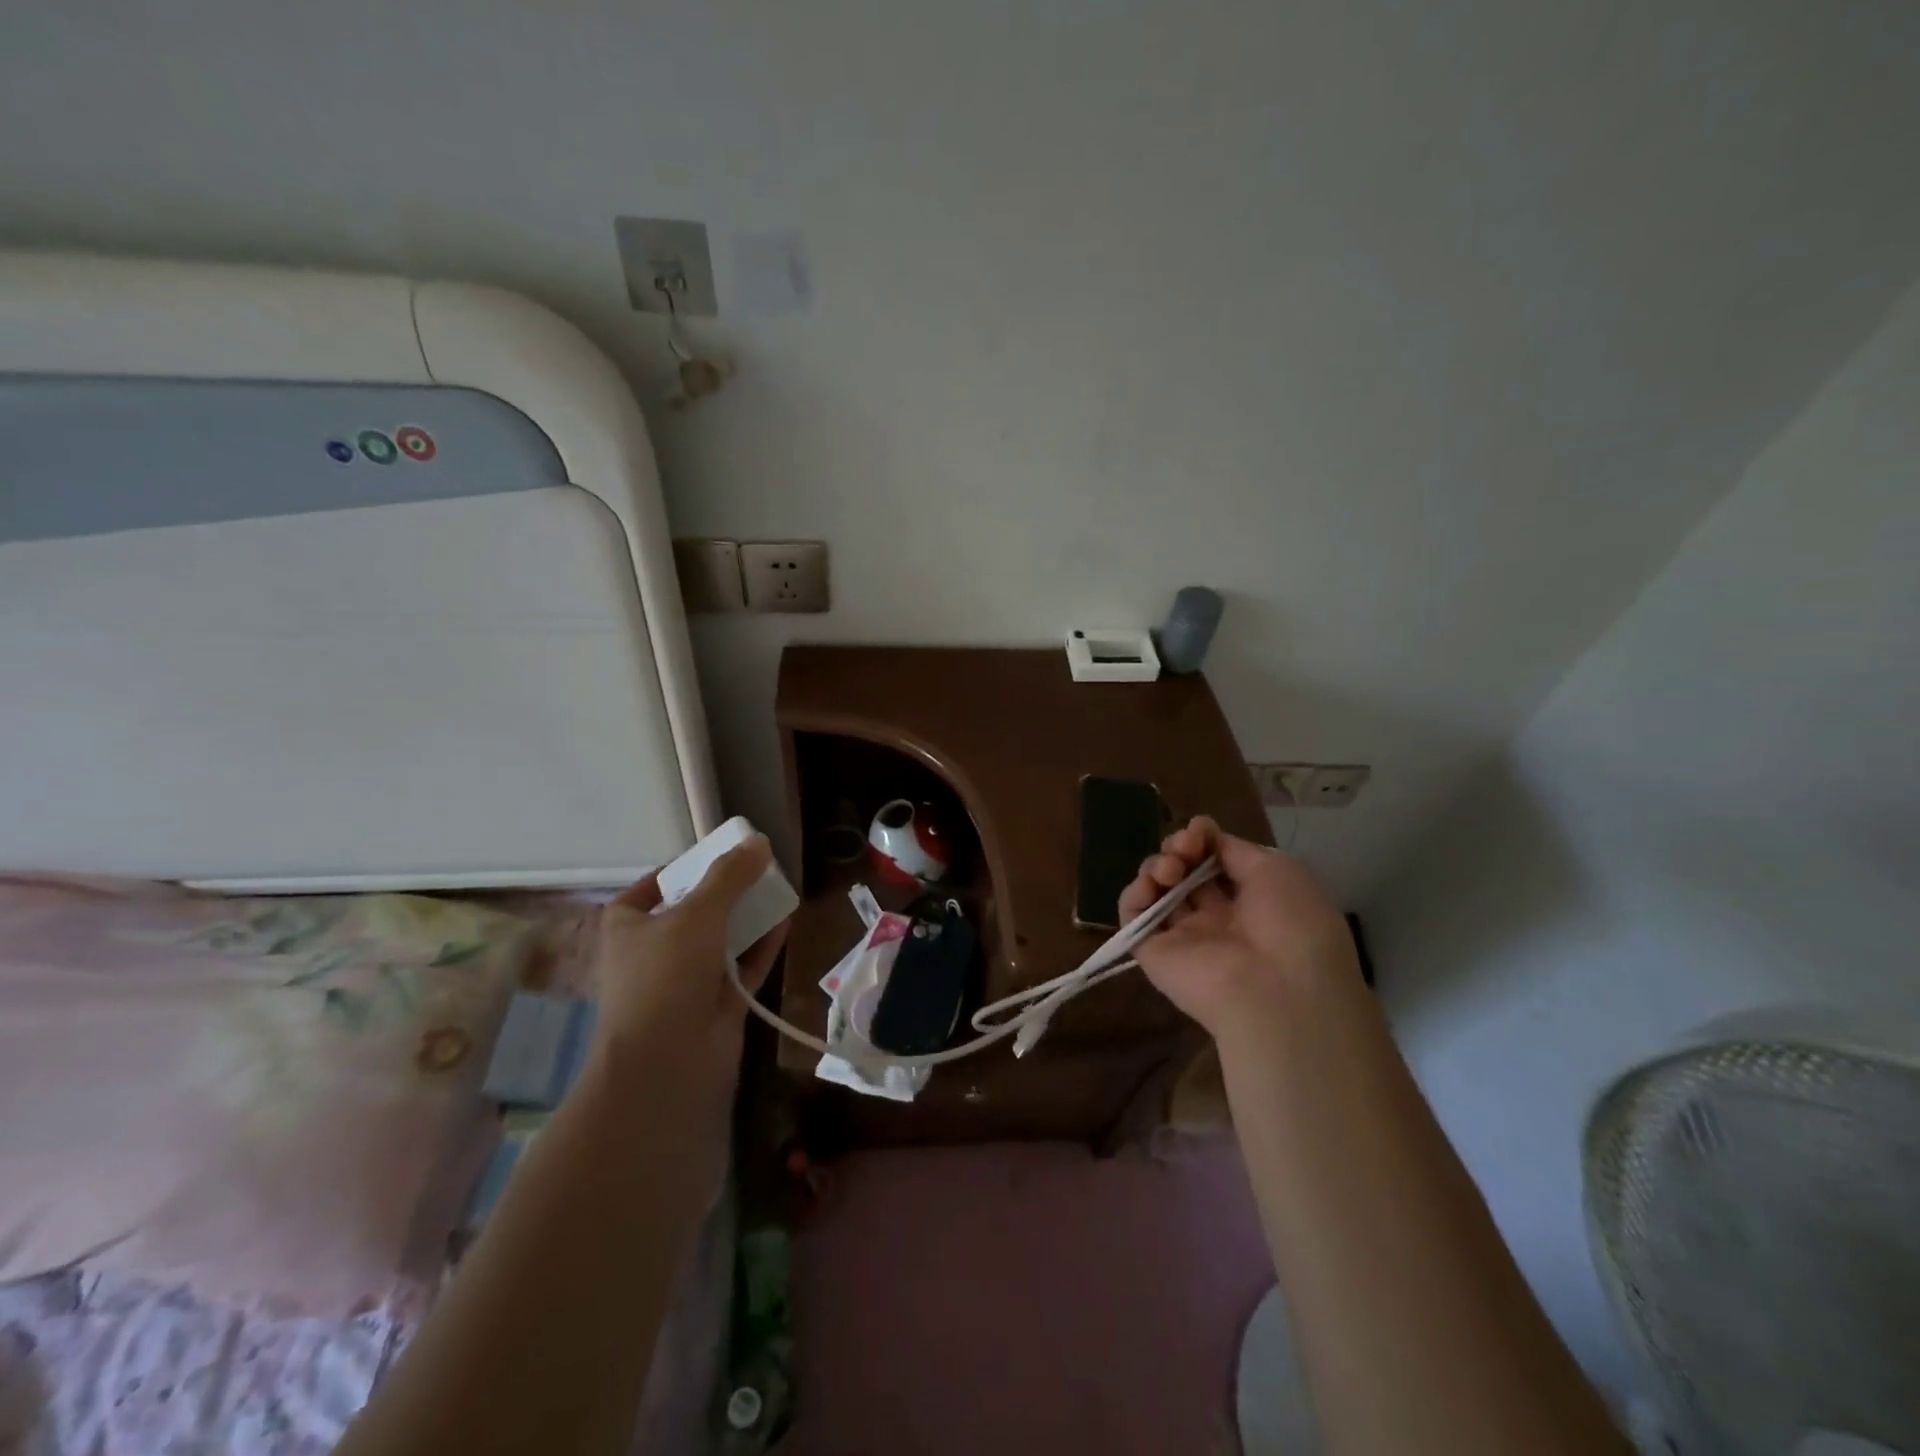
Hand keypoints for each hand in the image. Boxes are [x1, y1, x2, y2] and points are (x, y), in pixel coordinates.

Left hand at [587, 835, 787, 1102]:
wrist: (667, 1064)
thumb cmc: (665, 976)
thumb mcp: (697, 913)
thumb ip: (730, 876)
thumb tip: (758, 842)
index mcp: (627, 927)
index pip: (649, 888)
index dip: (680, 870)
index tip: (715, 857)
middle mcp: (652, 953)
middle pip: (692, 912)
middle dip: (724, 893)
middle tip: (756, 870)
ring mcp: (685, 982)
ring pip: (719, 940)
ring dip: (746, 918)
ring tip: (777, 889)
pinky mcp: (714, 1005)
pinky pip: (742, 967)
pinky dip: (762, 946)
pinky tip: (786, 922)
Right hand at [1119, 816, 1358, 1038]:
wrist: (1278, 989)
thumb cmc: (1291, 924)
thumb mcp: (1276, 870)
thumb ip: (1234, 850)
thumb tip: (1206, 838)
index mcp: (1251, 900)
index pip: (1214, 860)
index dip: (1203, 838)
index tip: (1201, 829)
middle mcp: (1216, 917)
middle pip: (1183, 870)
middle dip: (1179, 847)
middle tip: (1185, 848)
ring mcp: (1183, 935)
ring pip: (1157, 888)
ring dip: (1158, 865)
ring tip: (1172, 869)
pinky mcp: (1153, 952)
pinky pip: (1133, 916)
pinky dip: (1134, 893)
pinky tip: (1151, 885)